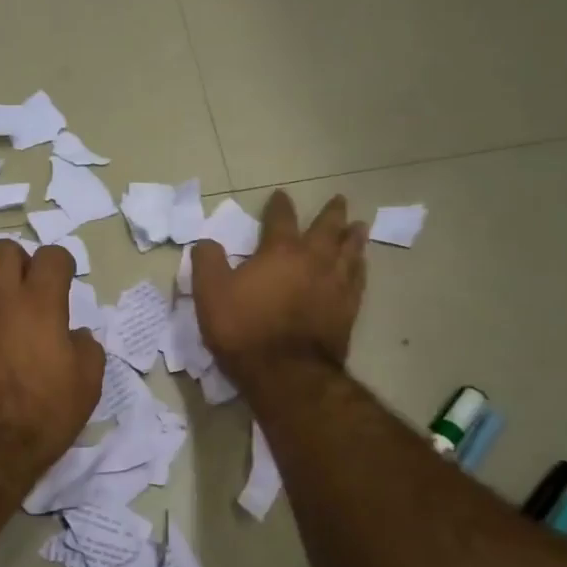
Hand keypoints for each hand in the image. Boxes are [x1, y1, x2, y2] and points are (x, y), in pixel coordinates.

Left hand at [0, 240, 104, 481]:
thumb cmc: (42, 416)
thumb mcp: (87, 385)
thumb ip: (86, 346)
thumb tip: (72, 333)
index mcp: (40, 303)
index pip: (52, 256)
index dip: (61, 267)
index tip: (63, 284)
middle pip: (3, 250)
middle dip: (19, 263)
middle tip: (26, 290)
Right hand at [193, 191, 366, 390]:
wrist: (286, 372)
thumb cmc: (244, 329)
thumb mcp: (210, 294)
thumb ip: (207, 262)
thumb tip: (206, 242)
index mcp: (280, 251)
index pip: (280, 219)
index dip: (279, 205)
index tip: (281, 194)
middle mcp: (313, 260)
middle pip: (327, 229)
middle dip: (331, 213)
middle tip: (340, 200)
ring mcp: (335, 285)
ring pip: (350, 252)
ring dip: (354, 237)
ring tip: (360, 226)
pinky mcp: (348, 310)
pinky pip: (358, 280)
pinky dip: (360, 268)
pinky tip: (361, 266)